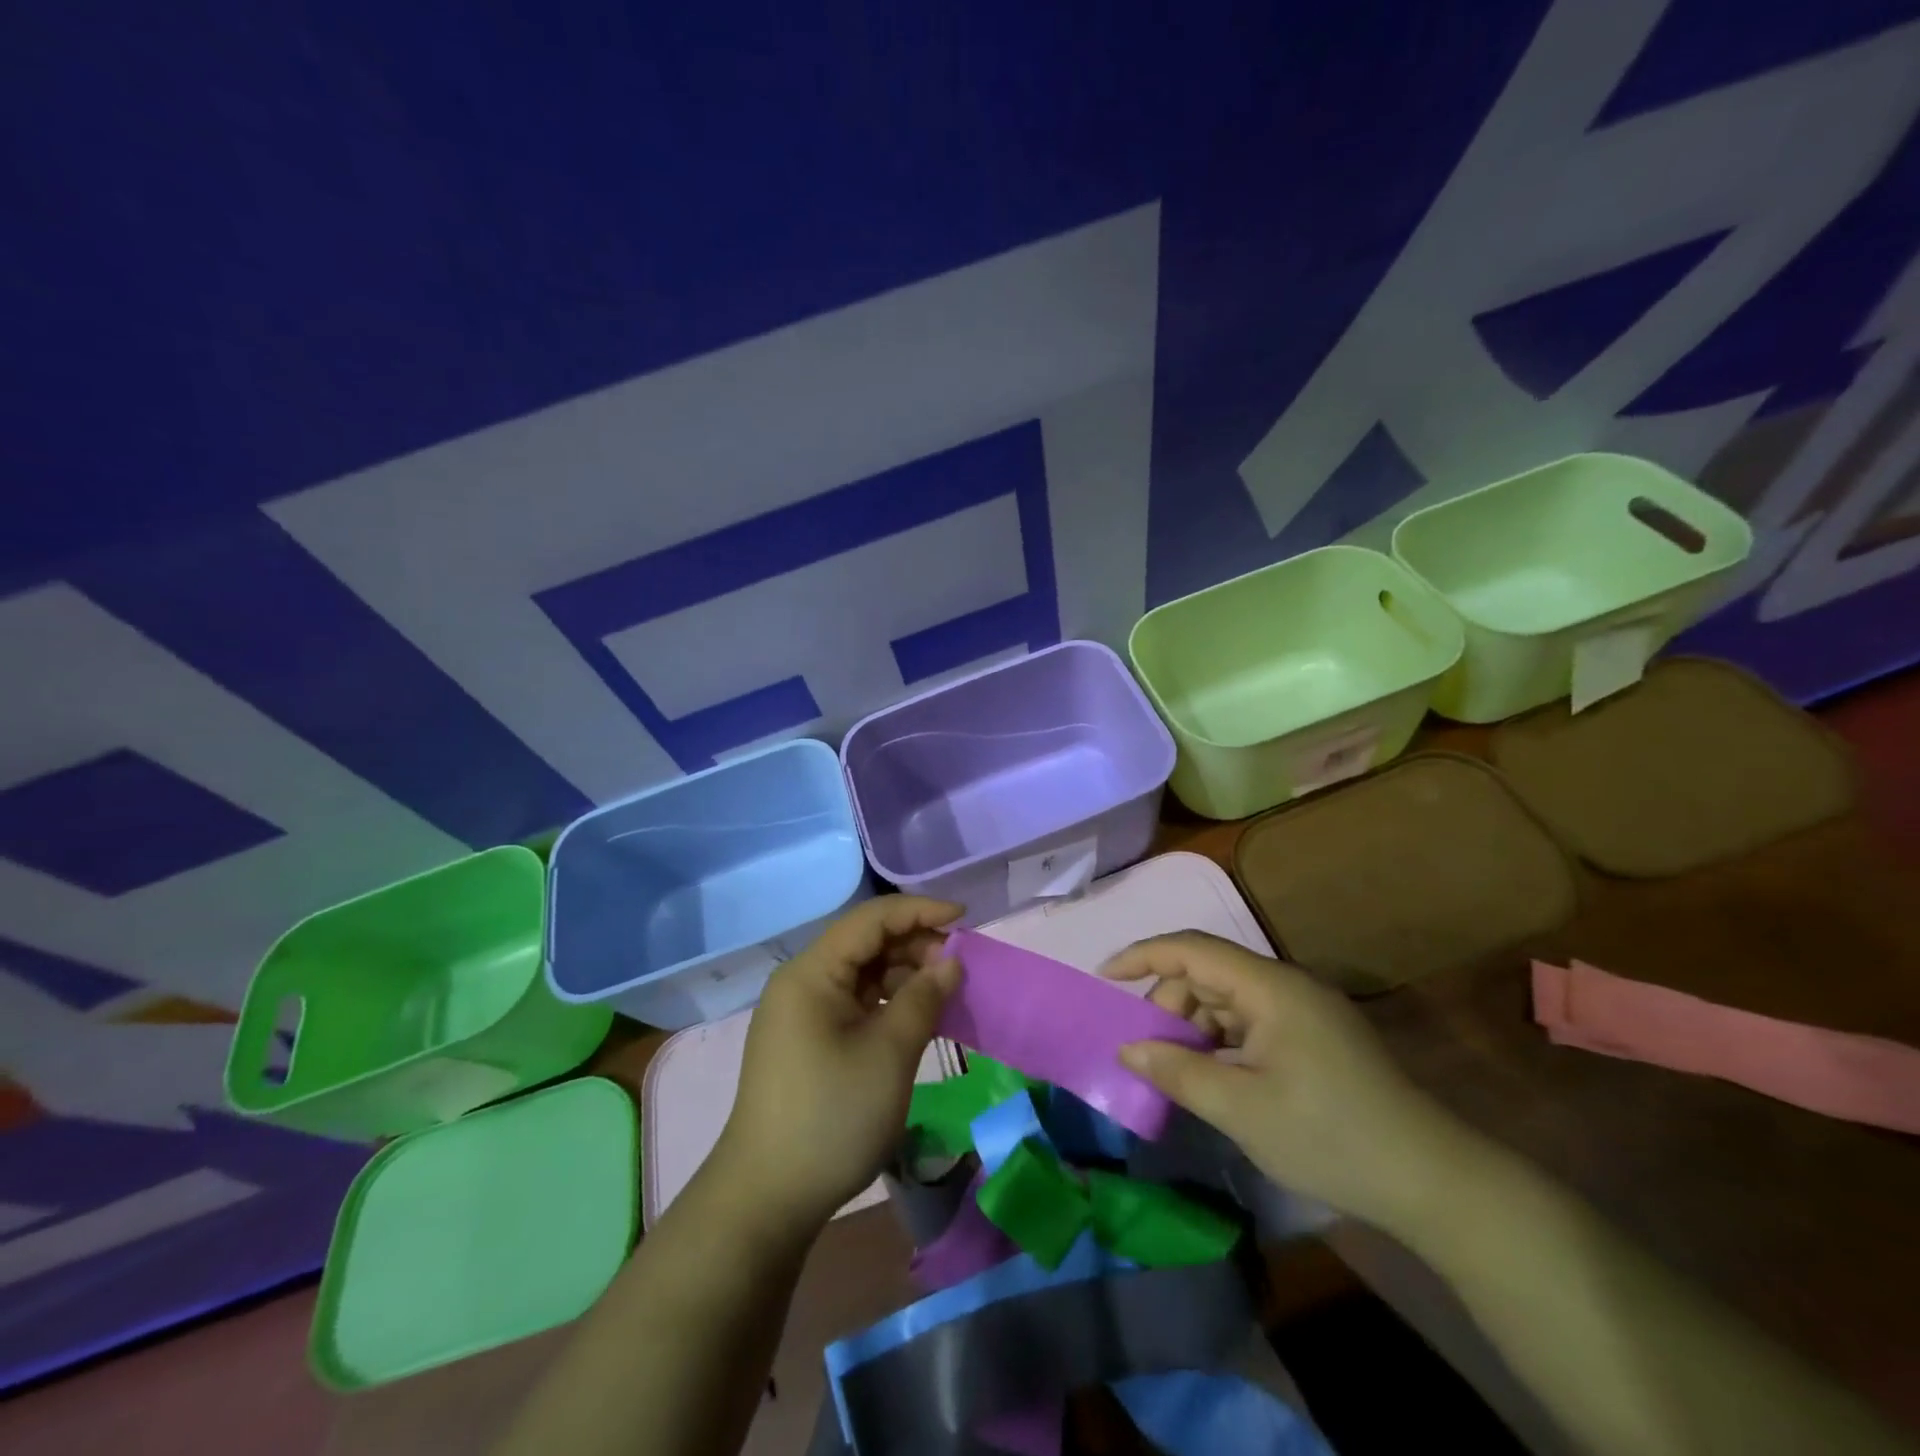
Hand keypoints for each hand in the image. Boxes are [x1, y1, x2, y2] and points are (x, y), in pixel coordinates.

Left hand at [713, 896, 962, 1232]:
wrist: (767, 1198)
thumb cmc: (831, 1116)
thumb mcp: (889, 1054)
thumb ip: (923, 998)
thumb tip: (951, 961)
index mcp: (812, 972)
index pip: (871, 919)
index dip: (920, 911)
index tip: (965, 919)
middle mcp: (802, 982)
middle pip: (865, 943)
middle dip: (914, 945)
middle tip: (958, 967)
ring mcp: (801, 1012)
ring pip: (861, 972)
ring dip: (903, 974)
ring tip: (943, 992)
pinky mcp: (807, 1040)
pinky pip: (854, 1001)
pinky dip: (887, 1001)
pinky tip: (915, 1017)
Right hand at [1103, 932, 1470, 1232]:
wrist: (1433, 1181)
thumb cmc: (1330, 1136)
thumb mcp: (1241, 1109)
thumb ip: (1178, 1072)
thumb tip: (1128, 1049)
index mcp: (1269, 986)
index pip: (1191, 948)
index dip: (1142, 955)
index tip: (1104, 978)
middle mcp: (1285, 984)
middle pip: (1207, 973)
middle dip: (1168, 1004)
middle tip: (1147, 1053)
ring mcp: (1303, 1010)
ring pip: (1227, 999)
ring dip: (1194, 1027)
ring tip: (1178, 1072)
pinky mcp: (1314, 1036)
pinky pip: (1250, 1022)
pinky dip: (1221, 1042)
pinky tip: (1214, 1078)